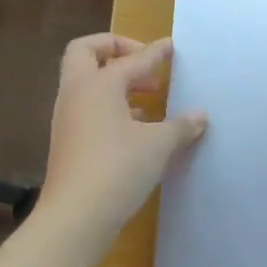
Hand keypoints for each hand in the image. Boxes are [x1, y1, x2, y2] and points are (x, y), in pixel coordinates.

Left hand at [36, 34, 207, 244]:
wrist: (73, 220)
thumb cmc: (118, 169)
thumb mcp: (159, 145)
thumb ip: (181, 125)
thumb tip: (200, 115)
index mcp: (99, 84)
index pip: (132, 59)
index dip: (155, 52)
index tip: (171, 46)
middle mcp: (77, 94)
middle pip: (85, 52)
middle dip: (114, 49)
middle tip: (144, 64)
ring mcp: (67, 119)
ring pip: (86, 83)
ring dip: (114, 82)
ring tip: (148, 97)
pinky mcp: (67, 143)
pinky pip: (88, 108)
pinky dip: (110, 106)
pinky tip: (136, 127)